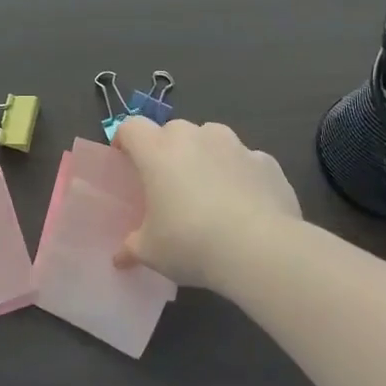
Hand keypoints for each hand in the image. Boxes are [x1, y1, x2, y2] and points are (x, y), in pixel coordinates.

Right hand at [113, 118, 300, 290]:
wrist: (261, 249)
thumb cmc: (191, 243)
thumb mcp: (151, 252)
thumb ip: (131, 247)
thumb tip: (120, 258)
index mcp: (157, 151)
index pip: (131, 127)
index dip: (126, 140)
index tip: (126, 161)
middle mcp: (194, 136)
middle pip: (172, 131)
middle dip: (168, 150)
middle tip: (169, 184)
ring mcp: (234, 145)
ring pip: (211, 138)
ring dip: (205, 156)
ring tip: (210, 191)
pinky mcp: (266, 161)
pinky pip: (244, 160)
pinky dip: (240, 174)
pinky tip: (245, 205)